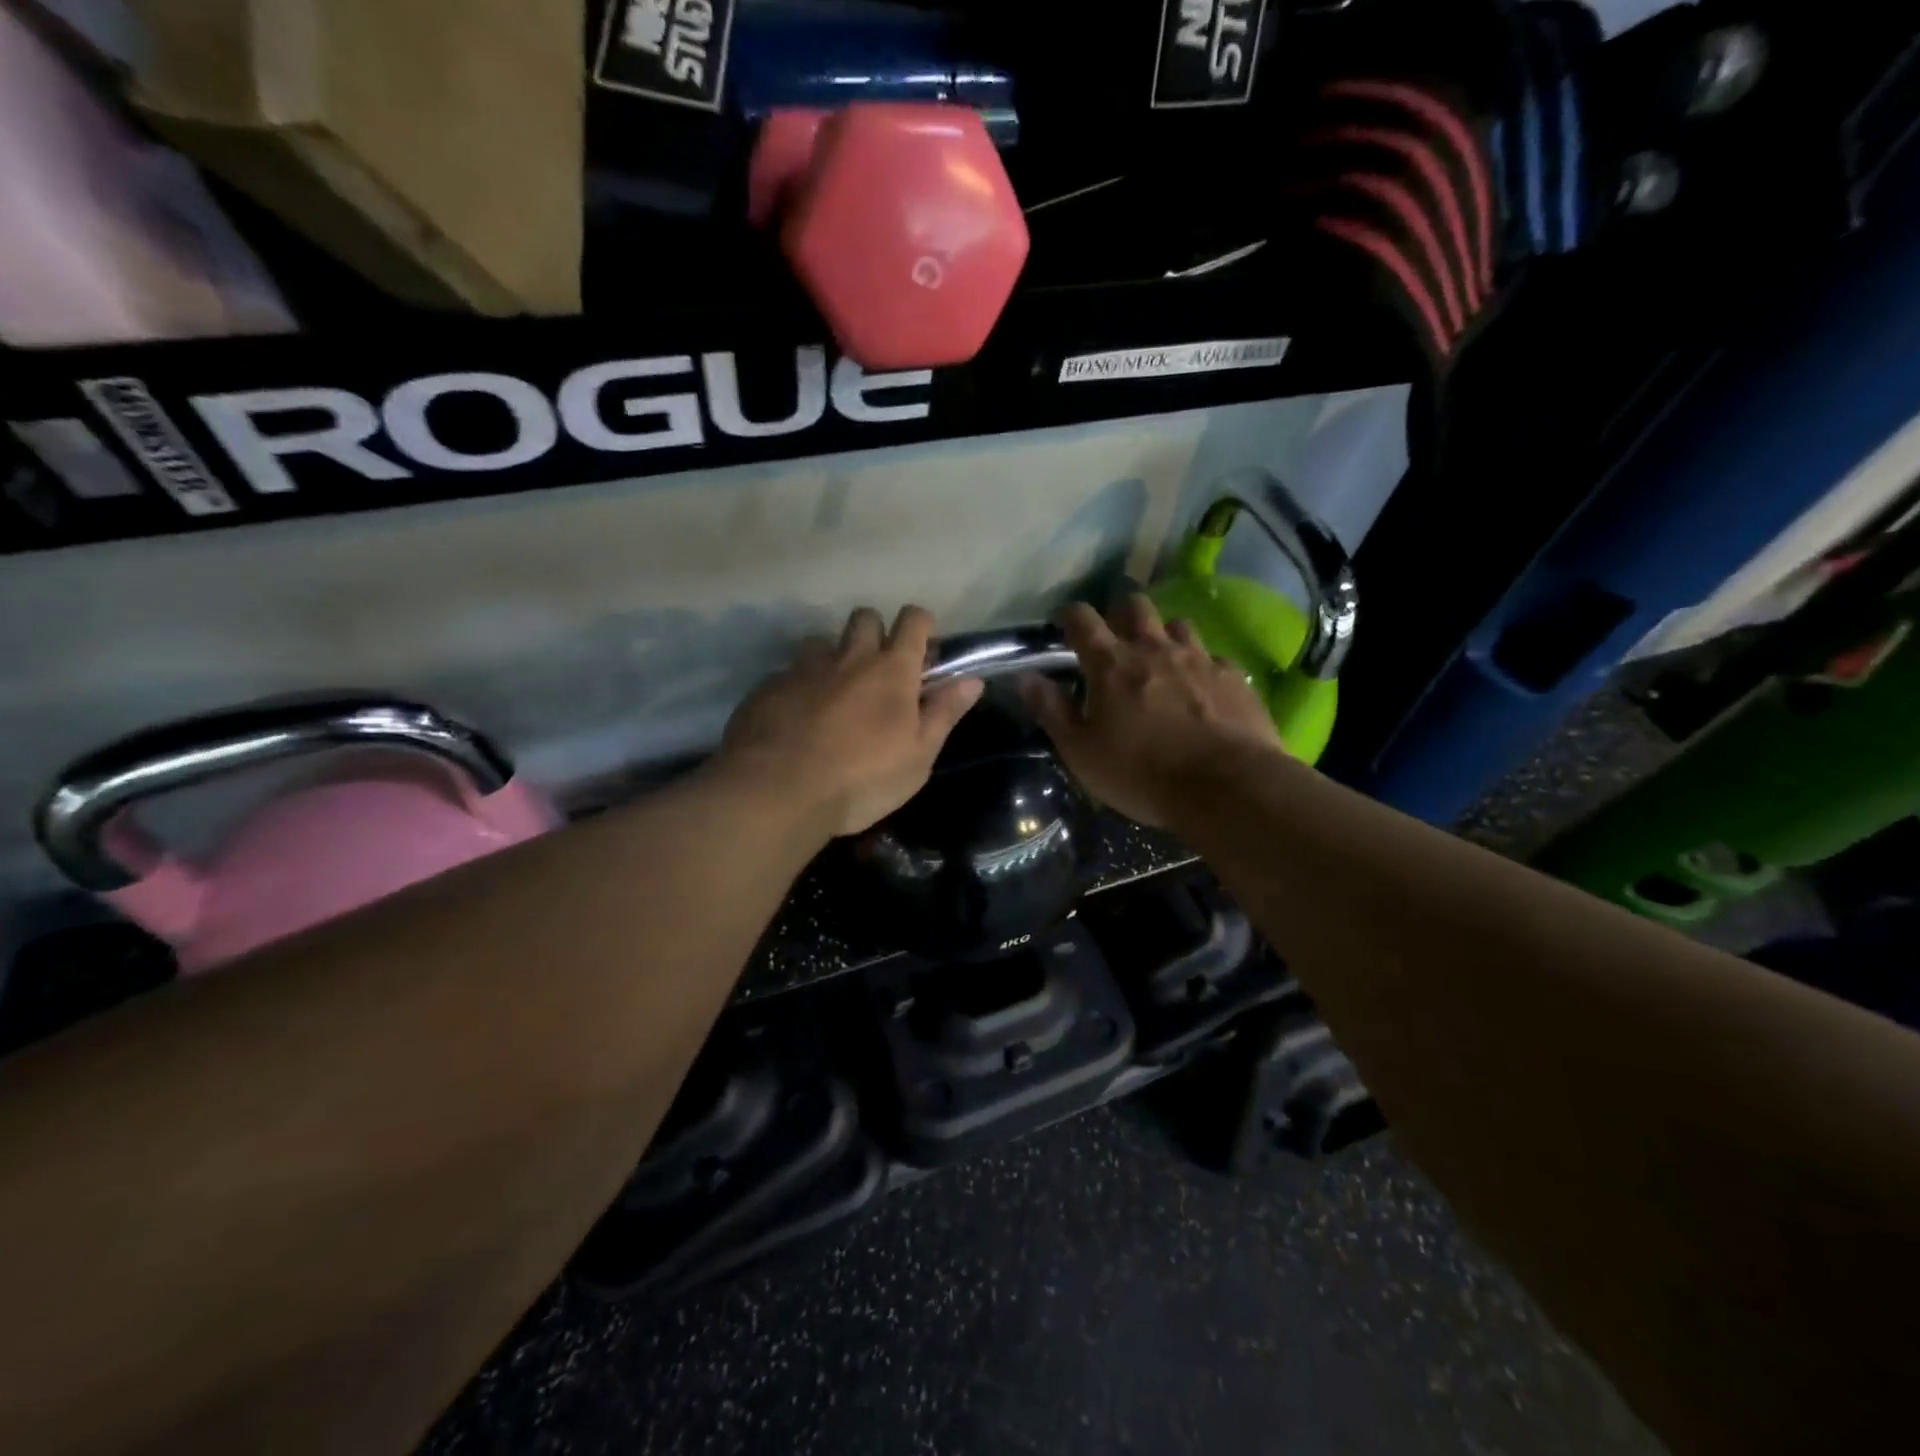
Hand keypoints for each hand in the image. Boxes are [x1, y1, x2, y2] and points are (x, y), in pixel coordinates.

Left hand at [719, 605, 983, 837]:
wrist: (777, 792)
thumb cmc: (862, 779)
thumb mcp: (918, 756)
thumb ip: (944, 713)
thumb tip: (972, 680)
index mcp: (891, 670)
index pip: (913, 620)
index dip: (921, 627)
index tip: (922, 651)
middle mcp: (848, 657)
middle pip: (865, 617)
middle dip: (875, 632)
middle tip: (877, 671)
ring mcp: (804, 668)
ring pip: (823, 642)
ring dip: (834, 657)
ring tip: (834, 693)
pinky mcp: (769, 686)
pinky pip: (790, 672)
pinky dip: (800, 686)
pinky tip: (797, 719)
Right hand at [1020, 595, 1285, 828]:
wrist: (1225, 786)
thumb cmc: (1141, 772)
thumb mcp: (1081, 751)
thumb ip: (1051, 710)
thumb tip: (1025, 676)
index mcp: (1111, 664)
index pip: (1082, 619)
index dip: (1070, 615)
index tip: (1064, 623)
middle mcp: (1154, 649)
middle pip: (1136, 606)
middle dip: (1121, 614)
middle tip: (1116, 638)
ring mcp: (1199, 659)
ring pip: (1178, 625)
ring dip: (1164, 635)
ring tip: (1161, 660)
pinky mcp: (1233, 678)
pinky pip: (1214, 658)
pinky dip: (1202, 666)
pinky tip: (1202, 689)